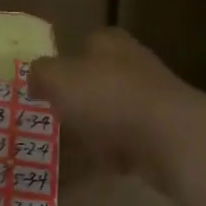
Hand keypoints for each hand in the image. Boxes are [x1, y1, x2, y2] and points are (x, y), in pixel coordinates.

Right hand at [29, 29, 205, 183]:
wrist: (170, 137)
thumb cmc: (107, 97)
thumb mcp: (57, 79)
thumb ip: (40, 74)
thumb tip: (35, 79)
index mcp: (108, 42)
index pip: (82, 43)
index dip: (64, 64)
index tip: (48, 88)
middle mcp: (133, 63)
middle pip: (98, 78)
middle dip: (81, 98)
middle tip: (59, 117)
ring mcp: (153, 98)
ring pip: (114, 110)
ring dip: (99, 127)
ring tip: (79, 144)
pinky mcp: (165, 131)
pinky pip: (131, 139)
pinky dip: (117, 150)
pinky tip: (105, 163)